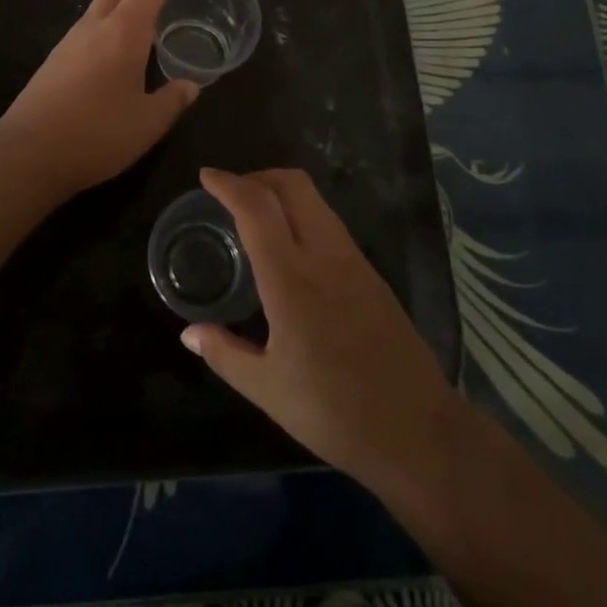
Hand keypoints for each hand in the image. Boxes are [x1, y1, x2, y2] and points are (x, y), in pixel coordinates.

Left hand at [0, 0, 198, 198]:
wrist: (27, 154)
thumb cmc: (97, 134)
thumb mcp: (147, 124)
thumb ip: (172, 100)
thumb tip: (190, 86)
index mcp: (123, 33)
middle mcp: (94, 28)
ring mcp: (68, 43)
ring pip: (98, 6)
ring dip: (121, 3)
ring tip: (142, 23)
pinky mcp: (53, 61)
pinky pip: (85, 28)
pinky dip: (105, 25)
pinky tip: (113, 53)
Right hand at [184, 168, 469, 491]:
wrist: (418, 431)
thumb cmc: (333, 412)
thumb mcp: (267, 389)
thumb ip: (224, 353)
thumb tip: (189, 332)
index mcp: (291, 279)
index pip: (256, 208)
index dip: (228, 184)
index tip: (206, 176)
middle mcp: (324, 256)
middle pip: (293, 185)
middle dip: (258, 176)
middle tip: (231, 194)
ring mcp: (354, 262)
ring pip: (315, 202)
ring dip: (282, 194)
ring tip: (256, 218)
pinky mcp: (372, 275)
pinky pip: (331, 225)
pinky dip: (303, 216)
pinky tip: (291, 250)